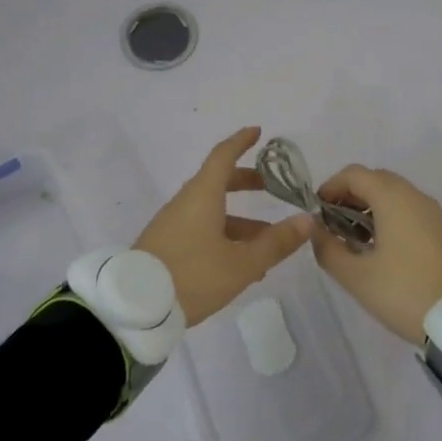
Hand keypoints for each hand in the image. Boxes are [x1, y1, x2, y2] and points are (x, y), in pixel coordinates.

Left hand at [135, 127, 314, 325]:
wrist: (135, 308)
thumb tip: (306, 220)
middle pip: (218, 182)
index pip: (223, 155)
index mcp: (203, 195)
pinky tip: (242, 266)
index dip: (241, 142)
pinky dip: (224, 236)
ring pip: (212, 212)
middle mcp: (186, 203)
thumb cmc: (193, 275)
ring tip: (268, 243)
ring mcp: (173, 225)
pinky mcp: (166, 246)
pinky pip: (201, 230)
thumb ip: (275, 243)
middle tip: (269, 187)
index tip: (257, 132)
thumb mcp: (241, 263)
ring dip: (240, 221)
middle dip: (245, 182)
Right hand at [312, 165, 441, 342]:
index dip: (330, 187)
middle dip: (349, 196)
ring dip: (368, 207)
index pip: (354, 174)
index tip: (316, 213)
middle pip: (374, 180)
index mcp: (392, 197)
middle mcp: (414, 194)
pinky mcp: (441, 228)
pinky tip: (380, 248)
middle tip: (332, 225)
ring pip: (392, 194)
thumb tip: (316, 230)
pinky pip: (408, 209)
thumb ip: (328, 248)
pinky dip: (388, 216)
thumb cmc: (403, 291)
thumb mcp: (356, 276)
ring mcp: (431, 211)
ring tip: (353, 240)